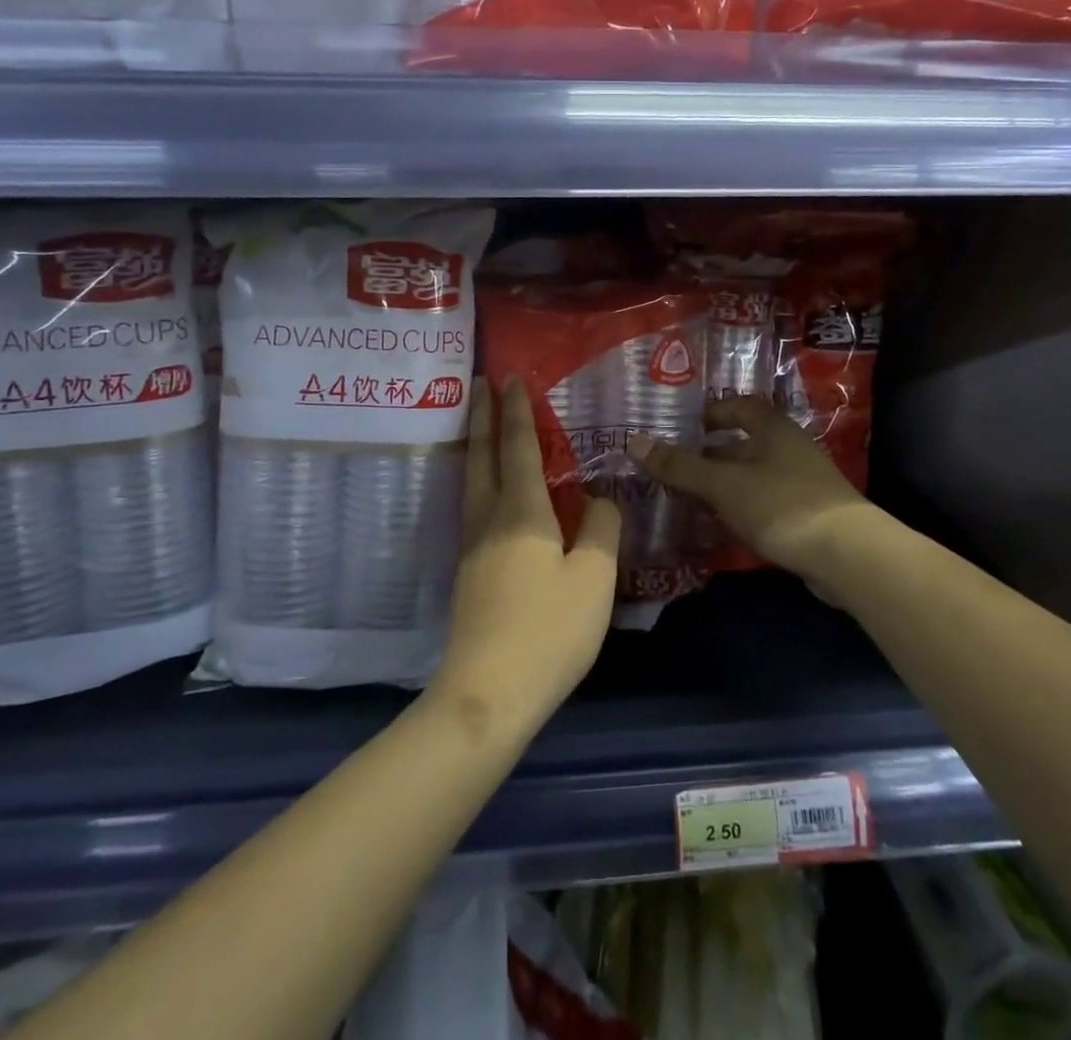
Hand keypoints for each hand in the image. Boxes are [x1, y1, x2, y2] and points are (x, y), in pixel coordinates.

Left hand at [433, 379, 620, 737]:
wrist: (488, 693)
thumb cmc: (548, 630)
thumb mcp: (594, 578)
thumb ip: (602, 529)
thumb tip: (601, 497)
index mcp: (522, 512)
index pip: (519, 447)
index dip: (517, 411)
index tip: (510, 378)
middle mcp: (490, 519)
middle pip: (483, 456)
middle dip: (483, 417)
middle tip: (481, 384)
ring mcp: (473, 546)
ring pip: (473, 481)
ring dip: (477, 446)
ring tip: (482, 427)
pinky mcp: (468, 572)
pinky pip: (474, 507)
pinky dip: (481, 480)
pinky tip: (491, 493)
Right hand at [630, 396, 869, 585]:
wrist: (847, 556)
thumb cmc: (781, 505)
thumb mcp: (723, 484)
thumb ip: (680, 466)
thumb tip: (633, 442)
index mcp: (772, 429)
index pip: (739, 406)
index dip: (711, 412)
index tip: (683, 427)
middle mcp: (788, 448)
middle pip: (743, 443)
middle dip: (709, 455)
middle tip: (673, 469)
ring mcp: (801, 483)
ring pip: (751, 476)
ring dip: (722, 486)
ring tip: (686, 500)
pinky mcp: (807, 515)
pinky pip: (763, 503)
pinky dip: (739, 509)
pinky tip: (718, 527)